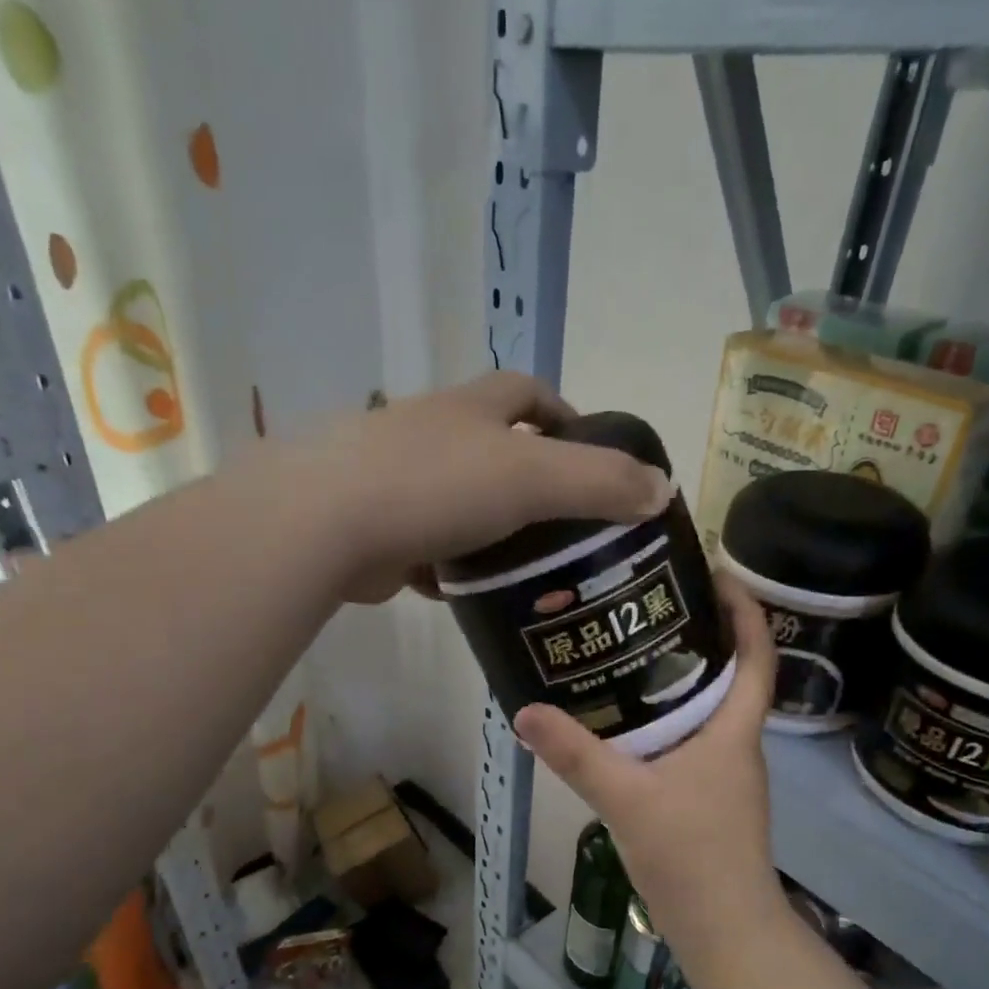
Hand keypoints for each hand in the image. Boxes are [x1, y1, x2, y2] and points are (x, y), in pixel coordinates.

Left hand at [310, 372, 670, 601]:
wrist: (325, 524)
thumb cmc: (437, 485)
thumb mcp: (534, 478)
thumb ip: (602, 482)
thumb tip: (663, 489)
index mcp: (472, 410)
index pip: (528, 393)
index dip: (565, 415)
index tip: (592, 454)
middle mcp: (433, 434)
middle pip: (494, 448)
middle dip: (531, 481)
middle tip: (569, 529)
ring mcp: (397, 480)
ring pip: (460, 503)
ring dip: (492, 530)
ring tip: (530, 571)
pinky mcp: (375, 528)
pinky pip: (427, 546)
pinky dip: (452, 567)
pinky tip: (472, 595)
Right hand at [515, 576, 785, 957]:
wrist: (724, 930)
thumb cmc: (692, 856)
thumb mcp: (626, 798)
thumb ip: (575, 754)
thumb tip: (524, 711)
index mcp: (733, 732)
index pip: (756, 658)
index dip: (745, 612)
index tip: (718, 574)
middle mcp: (736, 745)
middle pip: (727, 675)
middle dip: (699, 636)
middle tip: (649, 606)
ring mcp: (723, 774)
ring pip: (704, 710)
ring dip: (677, 679)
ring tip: (628, 652)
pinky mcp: (707, 797)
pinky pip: (688, 741)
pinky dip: (663, 720)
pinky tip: (625, 723)